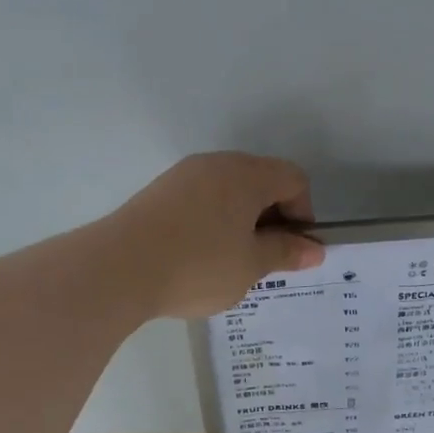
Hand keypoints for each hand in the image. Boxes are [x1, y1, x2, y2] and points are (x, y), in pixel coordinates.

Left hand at [107, 153, 324, 318]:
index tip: (291, 250)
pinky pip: (200, 200)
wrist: (118, 268)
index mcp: (247, 174)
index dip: (303, 214)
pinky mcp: (158, 192)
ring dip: (241, 221)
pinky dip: (212, 222)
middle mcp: (217, 164)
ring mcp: (184, 175)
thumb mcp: (251, 265)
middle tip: (263, 259)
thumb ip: (285, 253)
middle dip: (271, 218)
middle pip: (261, 181)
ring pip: (228, 191)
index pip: (293, 179)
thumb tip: (315, 250)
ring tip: (230, 262)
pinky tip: (198, 256)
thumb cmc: (198, 265)